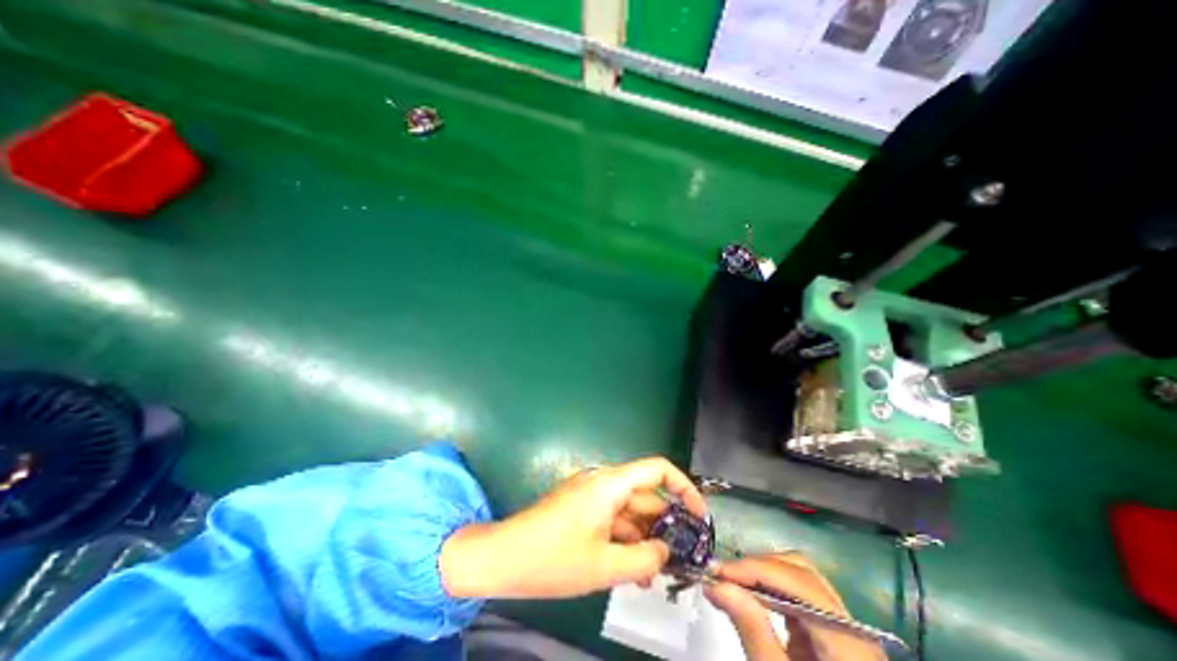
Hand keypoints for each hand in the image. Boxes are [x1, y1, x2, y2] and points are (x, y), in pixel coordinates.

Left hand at [436, 456, 702, 601]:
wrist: (502, 556)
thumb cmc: (552, 558)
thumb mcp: (603, 565)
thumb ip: (643, 558)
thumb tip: (667, 551)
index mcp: (610, 483)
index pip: (657, 469)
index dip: (683, 487)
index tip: (698, 516)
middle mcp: (603, 482)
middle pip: (645, 495)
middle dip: (664, 525)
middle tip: (680, 559)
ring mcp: (591, 494)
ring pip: (629, 510)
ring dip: (644, 537)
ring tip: (656, 574)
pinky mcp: (581, 507)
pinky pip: (613, 518)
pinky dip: (625, 539)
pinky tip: (632, 569)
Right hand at [703, 555, 886, 658]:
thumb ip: (751, 629)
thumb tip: (715, 583)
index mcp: (850, 640)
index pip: (797, 580)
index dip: (754, 568)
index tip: (716, 571)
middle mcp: (853, 624)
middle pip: (799, 570)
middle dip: (756, 567)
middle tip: (722, 576)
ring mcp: (845, 625)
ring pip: (798, 574)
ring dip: (761, 572)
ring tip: (732, 582)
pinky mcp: (831, 629)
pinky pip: (799, 592)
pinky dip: (771, 587)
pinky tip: (752, 594)